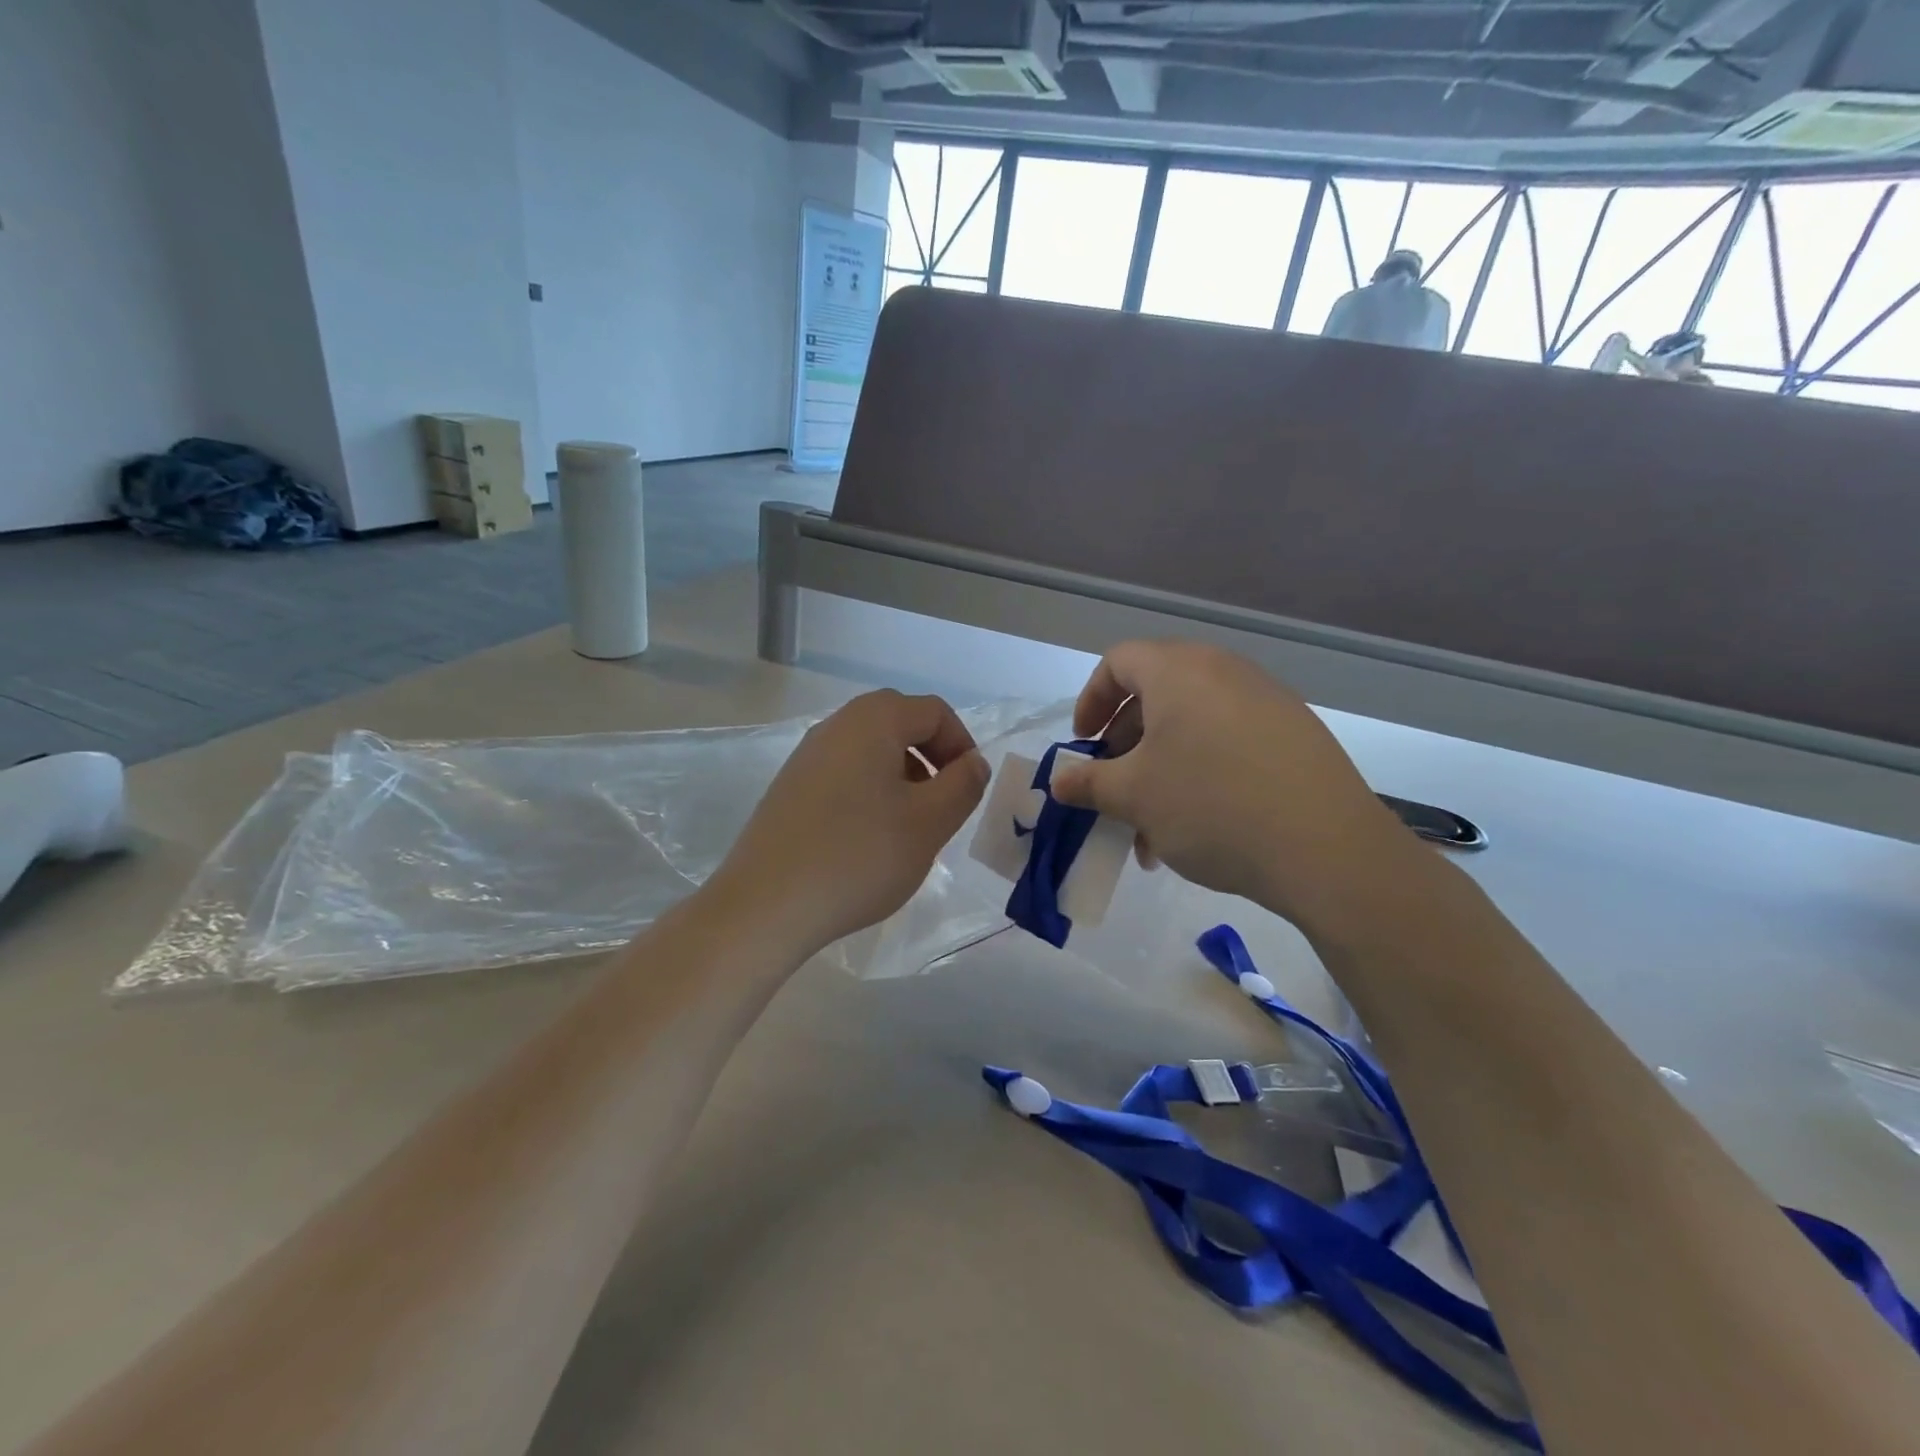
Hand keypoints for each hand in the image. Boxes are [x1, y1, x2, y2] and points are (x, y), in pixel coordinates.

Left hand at [709, 690, 989, 955]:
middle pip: (900, 724)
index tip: (968, 790)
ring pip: (871, 751)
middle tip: (942, 807)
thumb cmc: (859, 856)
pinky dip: (870, 793)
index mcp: (873, 720)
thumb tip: (973, 763)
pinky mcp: (790, 788)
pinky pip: (844, 774)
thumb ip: (962, 785)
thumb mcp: (929, 822)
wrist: (766, 905)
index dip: (962, 745)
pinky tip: (868, 840)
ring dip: (902, 778)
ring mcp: (807, 756)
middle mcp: (836, 725)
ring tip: (908, 828)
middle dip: (932, 760)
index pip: (934, 712)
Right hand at [1048, 642, 1418, 933]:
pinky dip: (1201, 773)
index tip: (1083, 745)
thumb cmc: (1210, 805)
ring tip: (1153, 829)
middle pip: (1156, 695)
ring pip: (1193, 726)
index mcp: (1179, 671)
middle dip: (1125, 746)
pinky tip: (1200, 827)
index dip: (1091, 700)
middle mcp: (1225, 671)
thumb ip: (1088, 783)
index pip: (1118, 662)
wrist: (1326, 848)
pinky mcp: (1296, 735)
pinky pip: (1230, 742)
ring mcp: (1267, 701)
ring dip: (1161, 770)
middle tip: (1115, 789)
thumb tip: (1059, 781)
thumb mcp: (1134, 796)